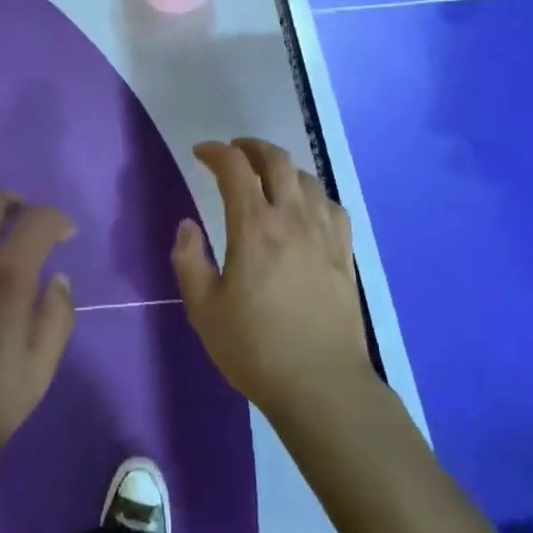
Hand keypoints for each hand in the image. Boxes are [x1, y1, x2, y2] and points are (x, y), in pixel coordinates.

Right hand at [172, 139, 373, 417]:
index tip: (201, 152)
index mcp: (254, 227)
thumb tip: (187, 226)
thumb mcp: (204, 309)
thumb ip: (189, 261)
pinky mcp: (345, 254)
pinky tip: (306, 208)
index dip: (216, 152)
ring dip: (282, 167)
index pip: (235, 169)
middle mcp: (292, 218)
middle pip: (276, 161)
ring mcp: (324, 234)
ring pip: (306, 178)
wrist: (321, 385)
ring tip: (267, 176)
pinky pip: (331, 205)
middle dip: (251, 147)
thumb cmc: (255, 348)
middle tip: (234, 152)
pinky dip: (313, 194)